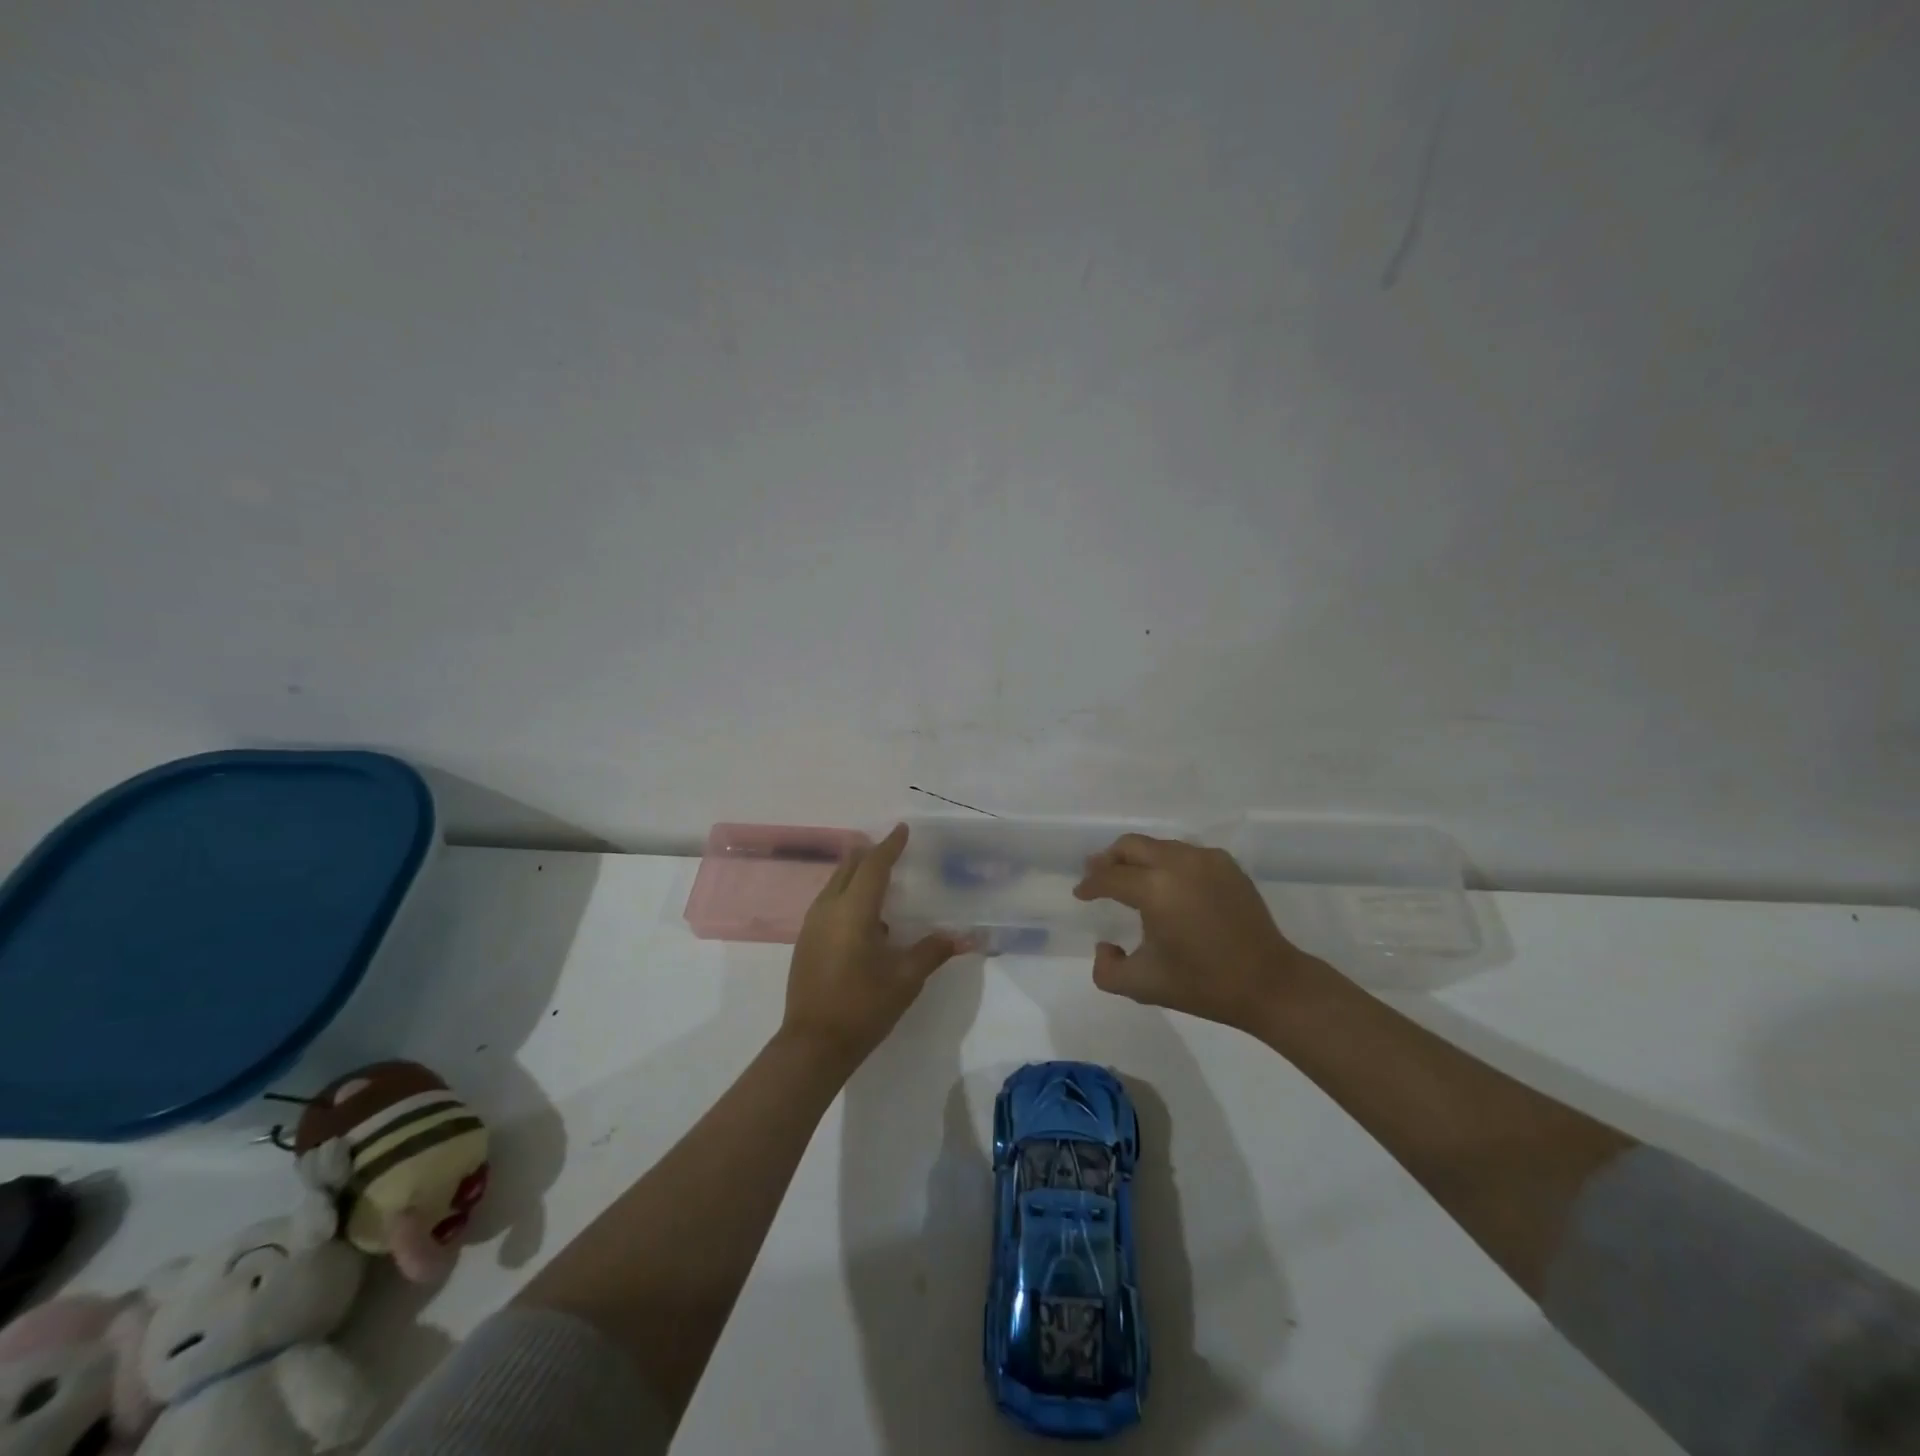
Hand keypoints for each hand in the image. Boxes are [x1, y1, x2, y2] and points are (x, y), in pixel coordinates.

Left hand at [780, 824, 965, 1068]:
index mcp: (853, 910)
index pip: (874, 866)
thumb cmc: (863, 1007)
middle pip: (848, 868)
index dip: (889, 846)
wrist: (812, 1045)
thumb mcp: (905, 979)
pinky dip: (846, 894)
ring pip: (835, 884)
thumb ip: (933, 951)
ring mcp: (812, 925)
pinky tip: (864, 914)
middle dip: (869, 854)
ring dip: (856, 874)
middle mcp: (828, 909)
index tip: (903, 829)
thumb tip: (964, 936)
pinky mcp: (806, 942)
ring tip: (879, 876)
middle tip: (891, 848)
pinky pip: (828, 902)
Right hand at [1073, 833, 1336, 1030]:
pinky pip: (1185, 853)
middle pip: (1130, 846)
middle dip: (1108, 859)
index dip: (1090, 885)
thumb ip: (1106, 970)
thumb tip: (1104, 945)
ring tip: (1131, 879)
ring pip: (1158, 845)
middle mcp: (1178, 863)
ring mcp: (1206, 859)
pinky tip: (1168, 884)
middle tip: (1098, 874)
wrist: (1269, 983)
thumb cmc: (1203, 984)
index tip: (1081, 894)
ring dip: (1138, 859)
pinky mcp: (1226, 864)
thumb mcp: (1143, 986)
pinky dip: (1167, 862)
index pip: (1109, 877)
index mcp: (1155, 889)